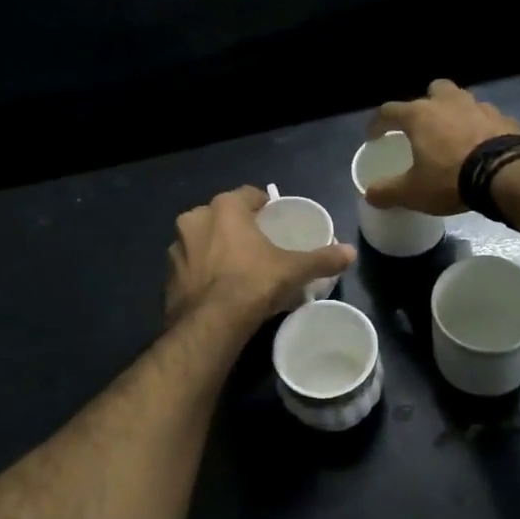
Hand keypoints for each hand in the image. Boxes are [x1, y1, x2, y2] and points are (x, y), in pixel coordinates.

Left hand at [165, 186, 355, 325]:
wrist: (210, 323)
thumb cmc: (253, 282)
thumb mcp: (293, 269)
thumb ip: (322, 258)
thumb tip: (351, 252)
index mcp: (224, 208)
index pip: (246, 194)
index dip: (262, 204)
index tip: (272, 217)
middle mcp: (195, 220)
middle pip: (221, 216)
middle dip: (236, 226)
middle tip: (256, 244)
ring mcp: (177, 248)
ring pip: (201, 240)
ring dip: (215, 248)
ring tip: (236, 267)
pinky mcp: (168, 276)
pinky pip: (190, 267)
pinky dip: (202, 272)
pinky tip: (217, 288)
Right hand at [363, 79, 519, 214]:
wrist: (507, 174)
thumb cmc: (451, 178)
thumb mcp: (413, 192)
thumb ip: (388, 192)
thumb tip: (369, 195)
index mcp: (420, 115)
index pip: (389, 110)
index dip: (378, 123)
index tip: (374, 136)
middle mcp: (448, 102)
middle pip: (433, 90)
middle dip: (427, 102)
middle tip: (424, 125)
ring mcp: (479, 107)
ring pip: (463, 100)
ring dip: (456, 113)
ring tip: (455, 135)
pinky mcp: (505, 118)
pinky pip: (487, 118)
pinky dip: (481, 128)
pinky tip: (482, 146)